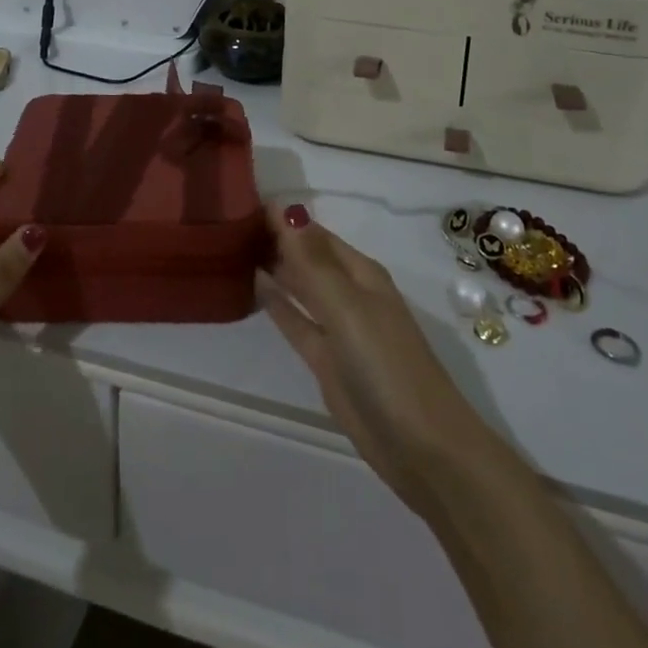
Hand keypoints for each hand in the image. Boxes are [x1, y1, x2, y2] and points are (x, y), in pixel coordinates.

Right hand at [261, 204, 489, 513]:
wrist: (421, 447)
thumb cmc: (387, 365)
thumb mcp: (347, 307)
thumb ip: (311, 261)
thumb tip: (284, 209)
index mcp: (360, 272)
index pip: (314, 232)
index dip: (283, 216)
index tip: (240, 201)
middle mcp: (349, 292)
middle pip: (307, 256)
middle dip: (275, 238)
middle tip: (226, 223)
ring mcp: (338, 328)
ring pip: (299, 286)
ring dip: (273, 267)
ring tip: (231, 247)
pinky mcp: (326, 361)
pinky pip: (296, 321)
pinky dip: (276, 303)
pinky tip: (251, 286)